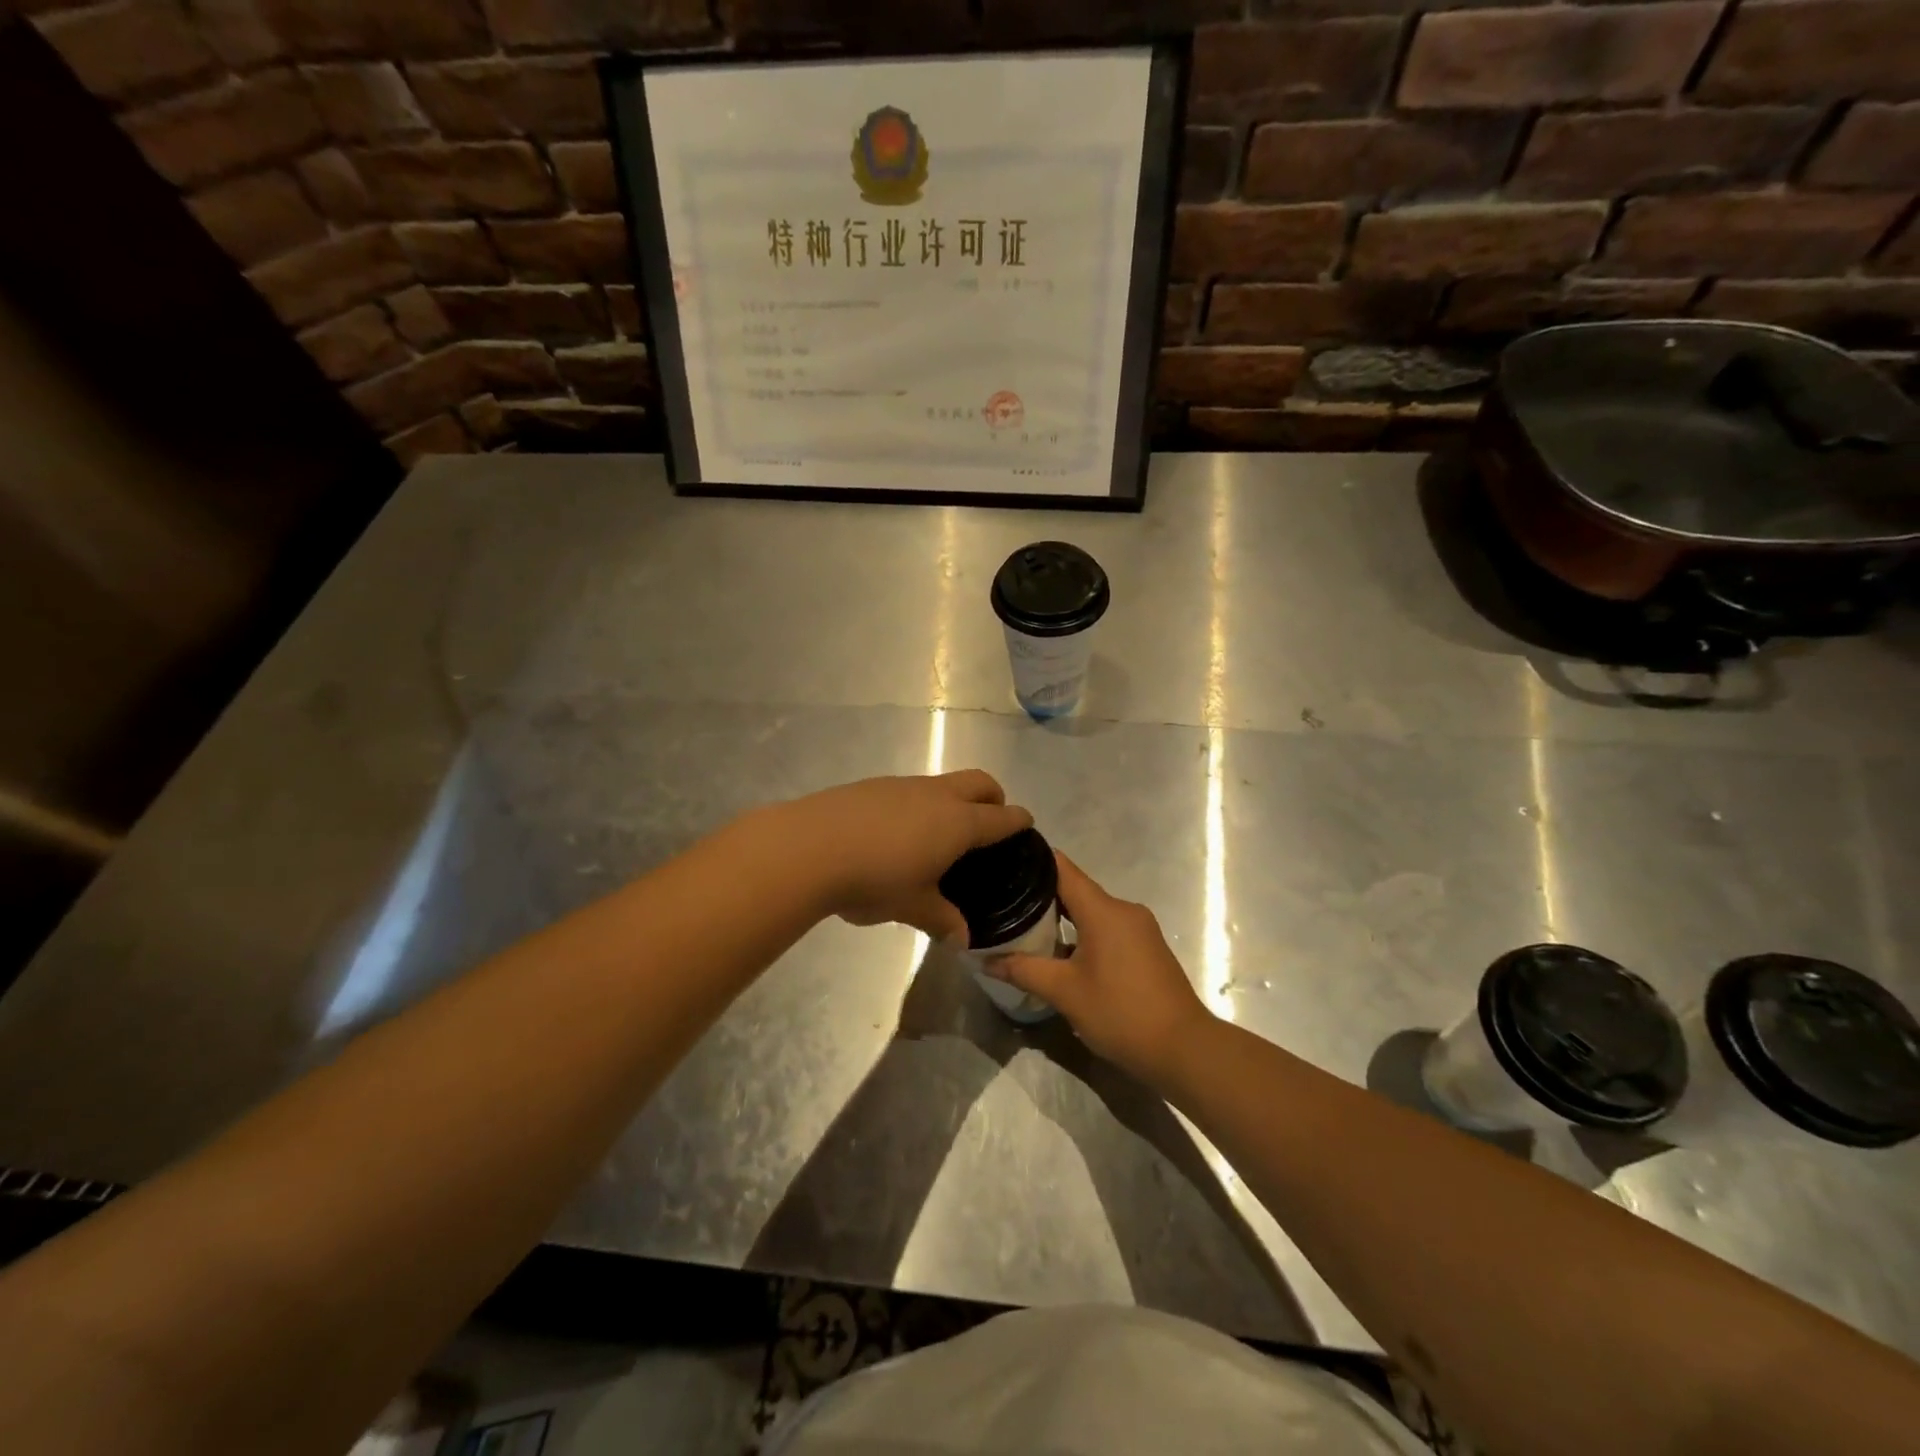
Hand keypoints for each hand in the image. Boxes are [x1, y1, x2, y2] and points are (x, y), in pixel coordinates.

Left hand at [776, 770, 1032, 941]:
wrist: (810, 846)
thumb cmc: (875, 879)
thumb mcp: (912, 906)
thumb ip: (942, 919)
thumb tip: (962, 938)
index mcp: (958, 823)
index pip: (1001, 817)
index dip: (1018, 821)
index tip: (1026, 825)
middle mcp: (937, 795)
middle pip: (979, 782)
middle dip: (993, 798)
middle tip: (989, 823)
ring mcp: (904, 785)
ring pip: (943, 783)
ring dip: (953, 800)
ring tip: (940, 834)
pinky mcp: (873, 785)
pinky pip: (911, 789)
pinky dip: (920, 804)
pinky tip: (898, 833)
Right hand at [989, 853, 1215, 1087]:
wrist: (1184, 1049)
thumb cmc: (1121, 1013)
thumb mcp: (1065, 992)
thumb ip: (1024, 970)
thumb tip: (985, 960)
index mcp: (1104, 910)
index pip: (1062, 868)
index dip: (1032, 861)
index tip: (1001, 861)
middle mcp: (1123, 909)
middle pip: (1075, 889)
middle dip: (1040, 895)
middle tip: (1003, 903)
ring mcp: (1139, 928)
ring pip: (1091, 911)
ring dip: (1061, 919)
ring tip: (1024, 928)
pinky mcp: (1146, 947)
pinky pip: (1106, 928)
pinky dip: (1082, 933)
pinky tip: (1060, 953)